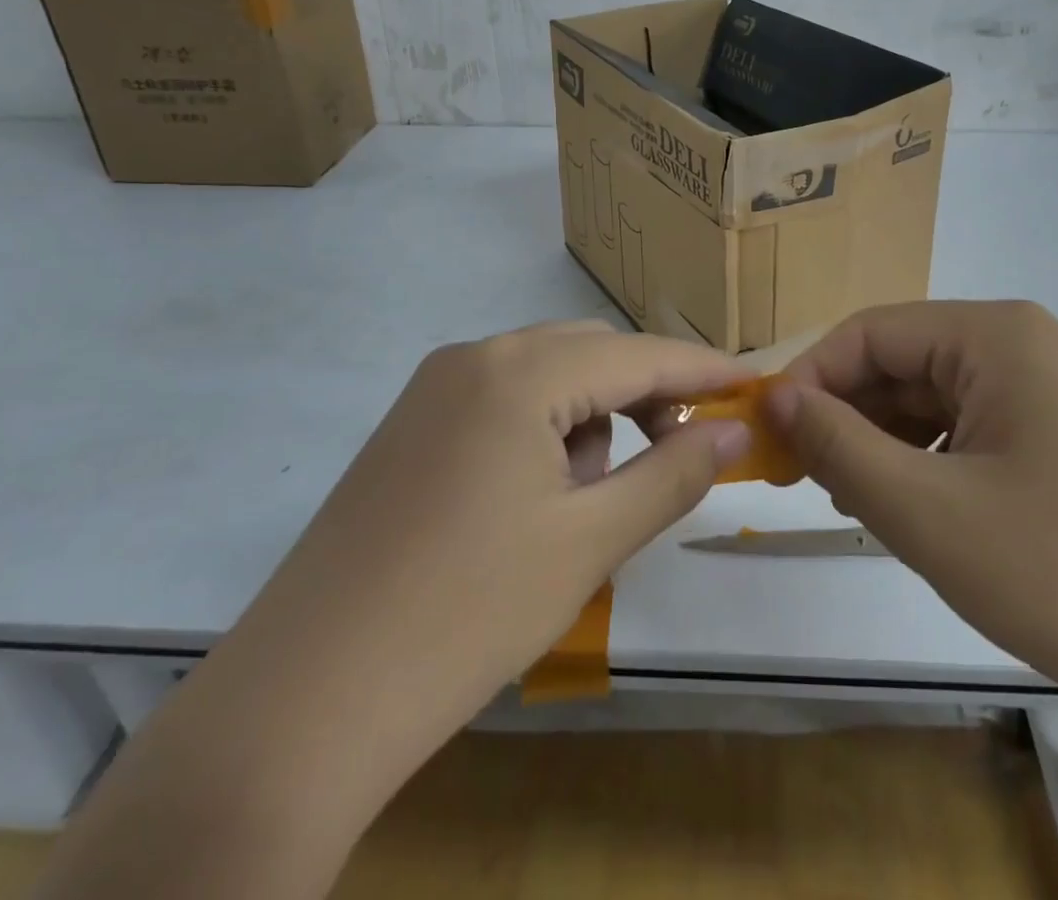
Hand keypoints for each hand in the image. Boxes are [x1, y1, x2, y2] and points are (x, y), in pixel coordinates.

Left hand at [38, 321, 750, 899]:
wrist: (301, 703)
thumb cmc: (466, 615)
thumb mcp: (589, 542)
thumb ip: (673, 473)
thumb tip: (736, 429)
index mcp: (519, 371)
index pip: (637, 354)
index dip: (703, 370)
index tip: (756, 384)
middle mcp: (473, 357)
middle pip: (590, 353)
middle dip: (646, 394)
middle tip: (684, 449)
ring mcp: (433, 388)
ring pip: (545, 375)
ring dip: (592, 415)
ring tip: (597, 494)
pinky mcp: (409, 426)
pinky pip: (502, 400)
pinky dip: (543, 429)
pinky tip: (538, 495)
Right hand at [770, 300, 1057, 724]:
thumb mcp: (927, 512)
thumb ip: (839, 446)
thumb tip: (776, 400)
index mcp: (994, 335)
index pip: (870, 333)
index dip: (810, 378)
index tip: (769, 435)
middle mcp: (1023, 346)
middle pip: (903, 363)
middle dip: (846, 416)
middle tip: (801, 478)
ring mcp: (1050, 392)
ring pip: (934, 401)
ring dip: (883, 444)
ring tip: (852, 502)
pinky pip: (972, 431)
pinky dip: (929, 463)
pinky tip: (913, 511)